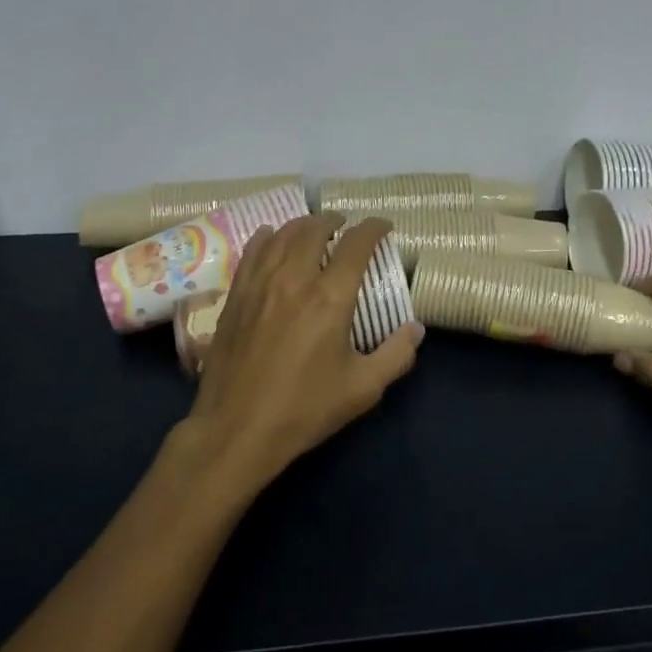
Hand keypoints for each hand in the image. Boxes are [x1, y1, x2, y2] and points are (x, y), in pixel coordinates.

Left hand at [177, 214, 423, 497]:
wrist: (237, 430)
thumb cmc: (304, 409)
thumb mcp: (363, 389)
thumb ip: (396, 355)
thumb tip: (416, 329)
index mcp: (330, 298)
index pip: (356, 244)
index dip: (373, 228)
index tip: (383, 227)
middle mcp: (294, 279)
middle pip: (314, 230)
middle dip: (334, 221)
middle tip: (345, 227)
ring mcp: (260, 285)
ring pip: (281, 235)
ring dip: (302, 226)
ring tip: (313, 229)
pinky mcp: (235, 297)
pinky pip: (251, 252)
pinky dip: (266, 238)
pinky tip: (270, 237)